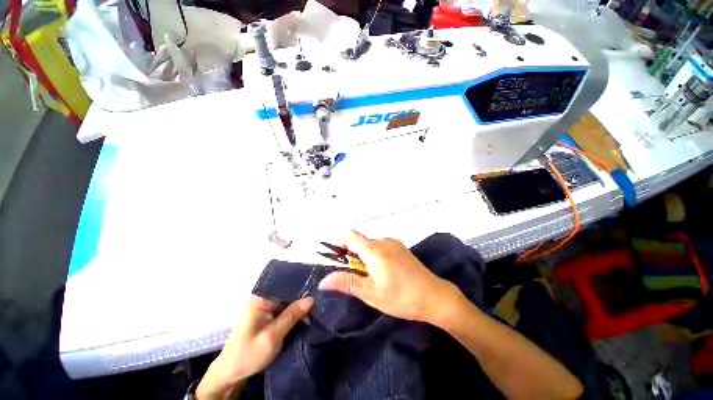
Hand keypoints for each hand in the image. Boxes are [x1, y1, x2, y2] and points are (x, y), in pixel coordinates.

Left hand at [196, 296, 312, 399]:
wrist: (230, 375)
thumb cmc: (248, 354)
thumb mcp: (272, 336)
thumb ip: (291, 316)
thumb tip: (311, 299)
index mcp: (259, 299)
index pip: (284, 285)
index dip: (300, 285)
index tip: (316, 287)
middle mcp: (262, 300)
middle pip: (286, 293)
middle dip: (301, 297)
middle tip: (319, 298)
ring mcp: (263, 310)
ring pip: (286, 303)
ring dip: (298, 306)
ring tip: (317, 305)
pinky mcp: (266, 319)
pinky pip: (283, 311)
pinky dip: (293, 314)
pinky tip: (305, 315)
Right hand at [319, 231, 460, 323]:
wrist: (434, 296)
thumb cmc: (400, 297)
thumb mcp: (370, 293)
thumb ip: (346, 282)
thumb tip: (323, 280)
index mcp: (374, 250)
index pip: (351, 236)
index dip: (341, 244)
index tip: (340, 260)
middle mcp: (384, 241)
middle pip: (361, 241)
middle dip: (354, 255)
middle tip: (358, 276)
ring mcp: (395, 243)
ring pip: (372, 245)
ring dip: (366, 257)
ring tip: (373, 277)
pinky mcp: (402, 248)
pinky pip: (382, 247)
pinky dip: (376, 256)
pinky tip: (385, 273)